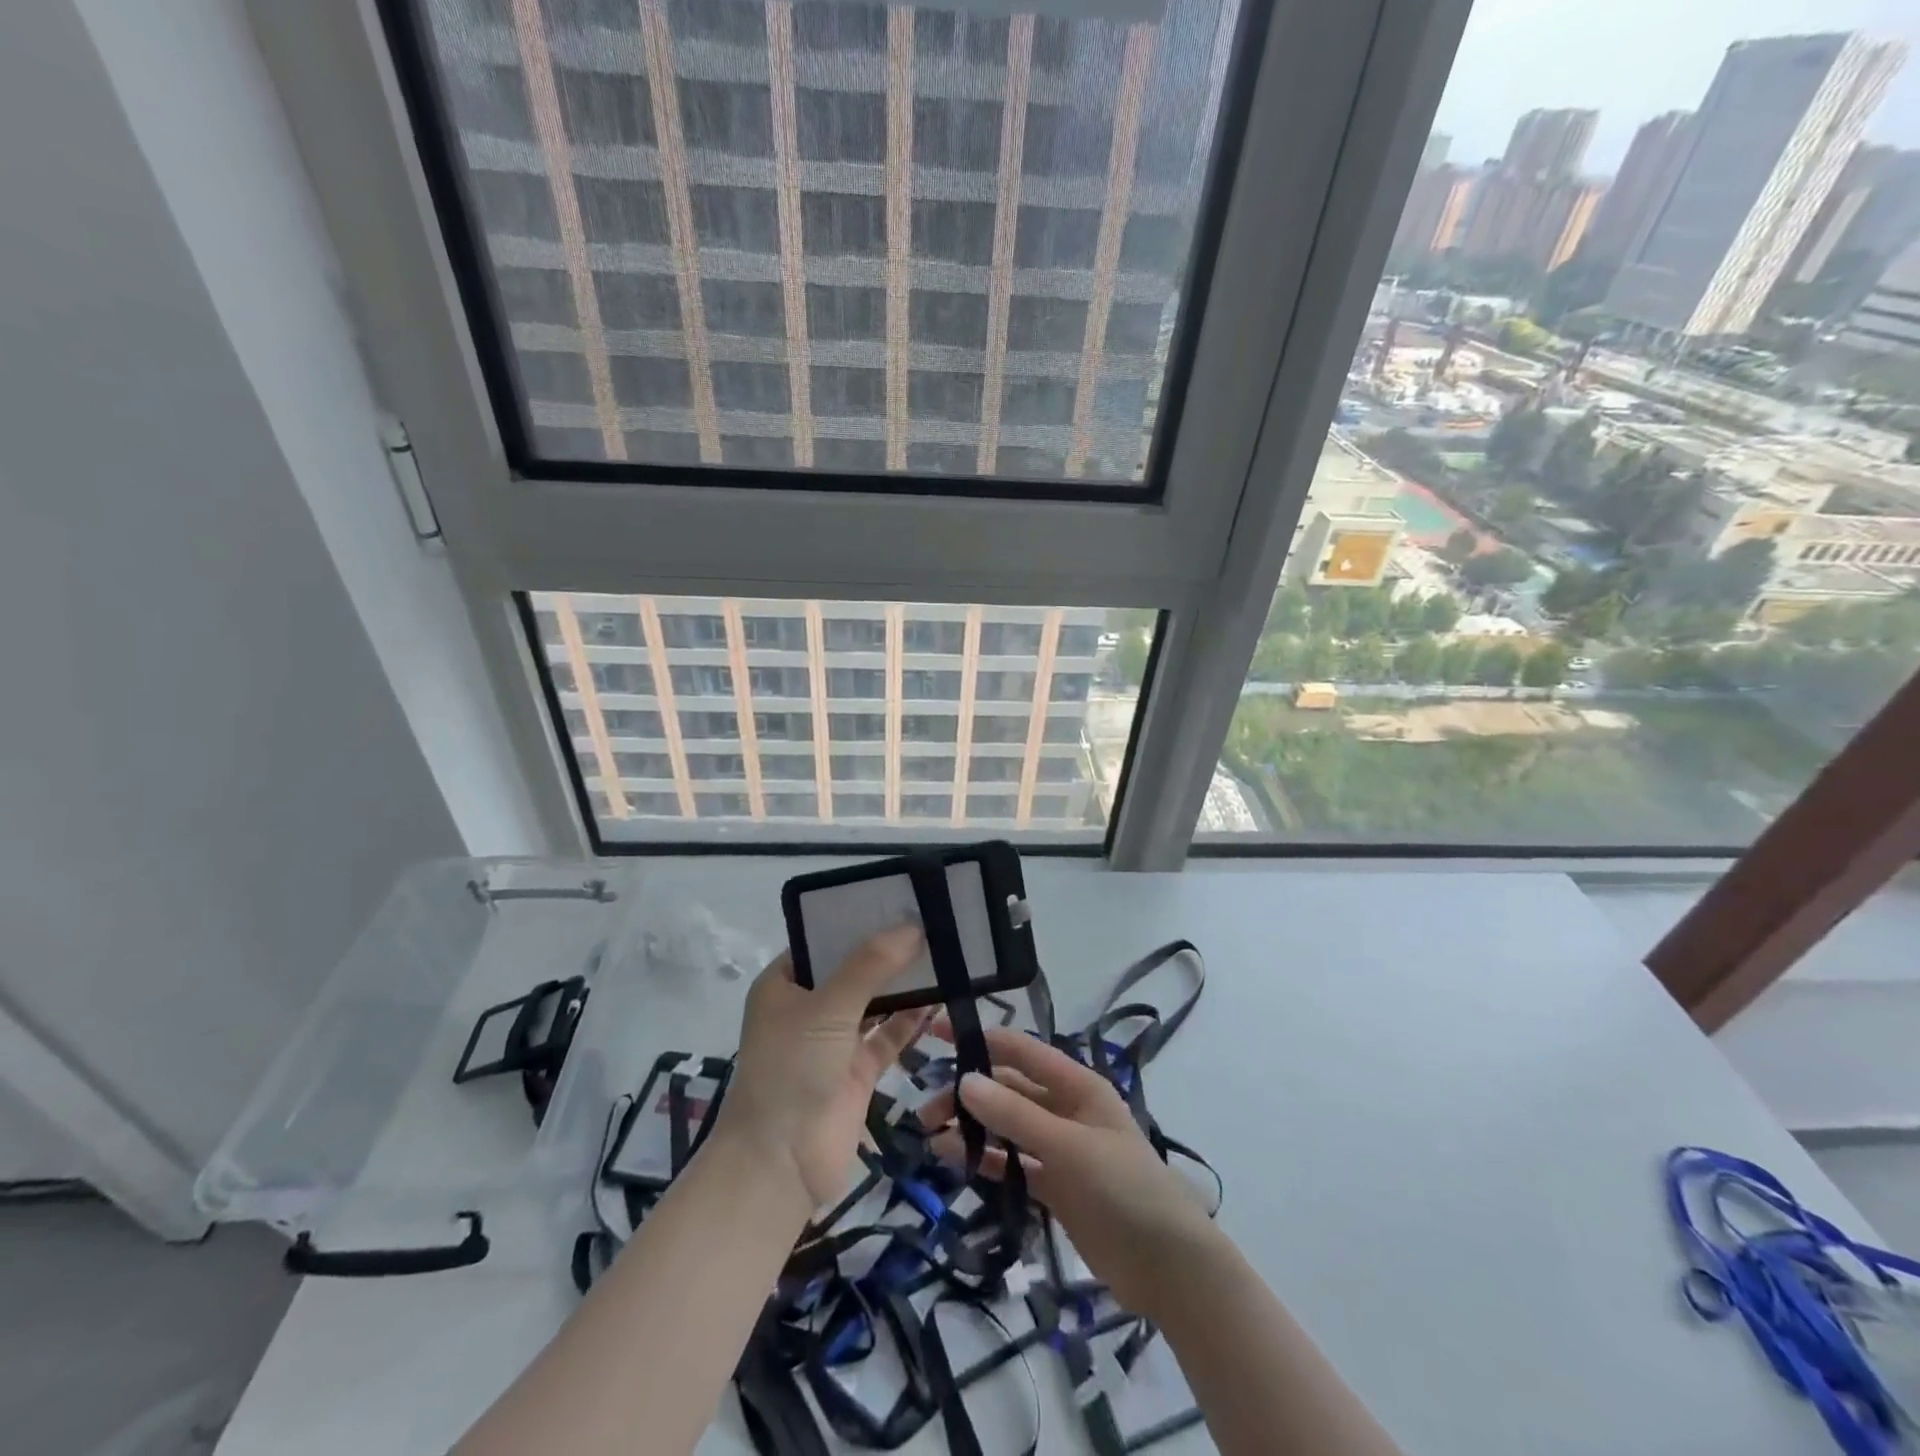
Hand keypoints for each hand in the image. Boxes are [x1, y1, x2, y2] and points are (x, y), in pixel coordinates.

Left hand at [713, 926, 929, 1208]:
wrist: (779, 1165)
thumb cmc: (791, 1070)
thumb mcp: (827, 1007)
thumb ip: (870, 965)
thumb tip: (912, 927)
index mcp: (783, 983)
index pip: (822, 939)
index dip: (857, 919)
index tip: (898, 899)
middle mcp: (807, 1007)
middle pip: (852, 968)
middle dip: (887, 950)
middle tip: (931, 921)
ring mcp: (833, 1040)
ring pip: (874, 1001)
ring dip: (904, 984)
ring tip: (943, 952)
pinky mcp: (857, 1071)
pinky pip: (888, 1036)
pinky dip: (911, 1020)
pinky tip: (941, 1000)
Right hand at [918, 1024, 1218, 1319]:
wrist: (1169, 1268)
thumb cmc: (1125, 1188)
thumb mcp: (1070, 1147)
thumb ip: (1016, 1116)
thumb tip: (964, 1080)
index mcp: (1076, 1085)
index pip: (1020, 1049)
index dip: (980, 1038)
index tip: (937, 1032)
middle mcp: (1065, 1109)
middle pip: (1008, 1088)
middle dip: (968, 1091)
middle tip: (926, 1109)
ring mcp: (1059, 1148)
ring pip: (1006, 1125)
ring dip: (971, 1125)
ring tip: (930, 1133)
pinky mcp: (1054, 1186)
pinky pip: (1012, 1162)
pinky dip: (984, 1158)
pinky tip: (952, 1159)